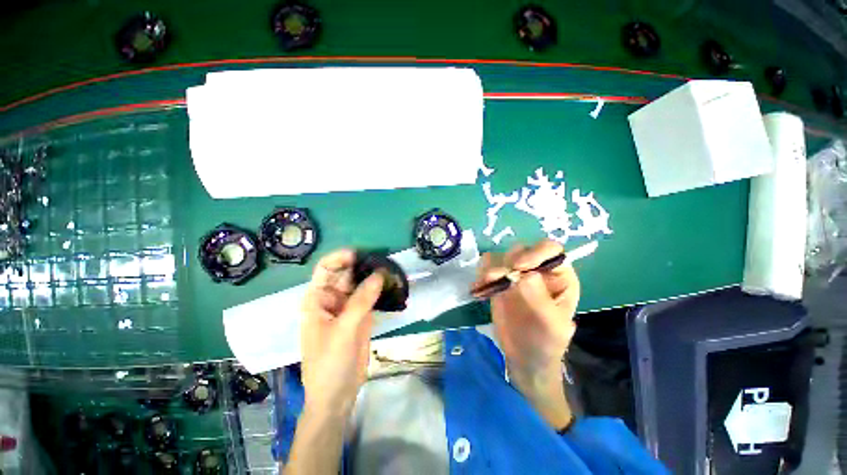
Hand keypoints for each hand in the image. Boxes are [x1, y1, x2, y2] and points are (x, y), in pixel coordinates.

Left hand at [300, 250, 383, 416]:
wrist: (337, 395)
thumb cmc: (329, 363)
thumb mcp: (342, 331)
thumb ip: (360, 302)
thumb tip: (379, 274)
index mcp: (317, 299)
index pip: (325, 269)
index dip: (340, 258)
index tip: (360, 254)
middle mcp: (333, 298)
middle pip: (347, 273)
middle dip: (363, 265)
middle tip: (384, 261)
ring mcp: (349, 306)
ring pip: (362, 283)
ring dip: (375, 276)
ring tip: (392, 270)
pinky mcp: (363, 314)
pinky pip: (372, 296)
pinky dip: (382, 289)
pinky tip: (394, 284)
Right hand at [473, 240, 579, 377]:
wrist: (525, 357)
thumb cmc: (547, 342)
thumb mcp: (552, 325)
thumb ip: (540, 299)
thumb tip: (525, 274)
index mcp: (558, 275)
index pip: (550, 250)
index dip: (535, 253)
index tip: (519, 267)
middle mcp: (536, 270)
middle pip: (519, 250)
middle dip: (508, 262)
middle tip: (497, 278)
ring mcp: (514, 275)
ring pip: (499, 256)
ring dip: (489, 268)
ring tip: (485, 286)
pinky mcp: (498, 282)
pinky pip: (485, 268)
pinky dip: (480, 276)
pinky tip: (478, 290)